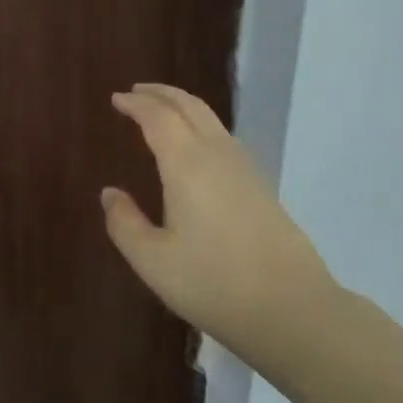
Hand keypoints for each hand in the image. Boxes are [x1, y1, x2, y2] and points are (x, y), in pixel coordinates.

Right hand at [101, 84, 342, 374]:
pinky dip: (201, 125)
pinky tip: (195, 148)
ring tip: (162, 112)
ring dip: (183, 106)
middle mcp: (217, 155)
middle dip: (161, 93)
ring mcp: (245, 169)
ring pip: (211, 119)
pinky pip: (224, 137)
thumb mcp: (152, 261)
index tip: (116, 98)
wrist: (292, 309)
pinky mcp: (261, 186)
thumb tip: (110, 193)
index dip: (136, 104)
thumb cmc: (213, 283)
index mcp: (187, 164)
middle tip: (136, 92)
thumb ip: (124, 223)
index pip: (158, 117)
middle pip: (189, 106)